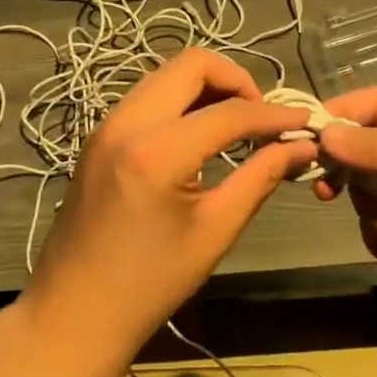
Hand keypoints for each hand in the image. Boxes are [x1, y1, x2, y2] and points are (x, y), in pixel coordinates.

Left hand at [26, 49, 314, 361]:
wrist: (72, 312)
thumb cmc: (149, 284)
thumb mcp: (214, 232)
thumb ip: (259, 178)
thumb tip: (301, 147)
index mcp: (157, 151)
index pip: (230, 112)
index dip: (274, 114)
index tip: (305, 121)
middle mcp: (127, 121)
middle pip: (192, 65)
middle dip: (237, 80)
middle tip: (262, 117)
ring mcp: (107, 123)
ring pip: (167, 74)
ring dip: (207, 87)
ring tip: (236, 124)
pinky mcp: (99, 134)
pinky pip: (148, 95)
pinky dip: (181, 101)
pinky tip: (201, 133)